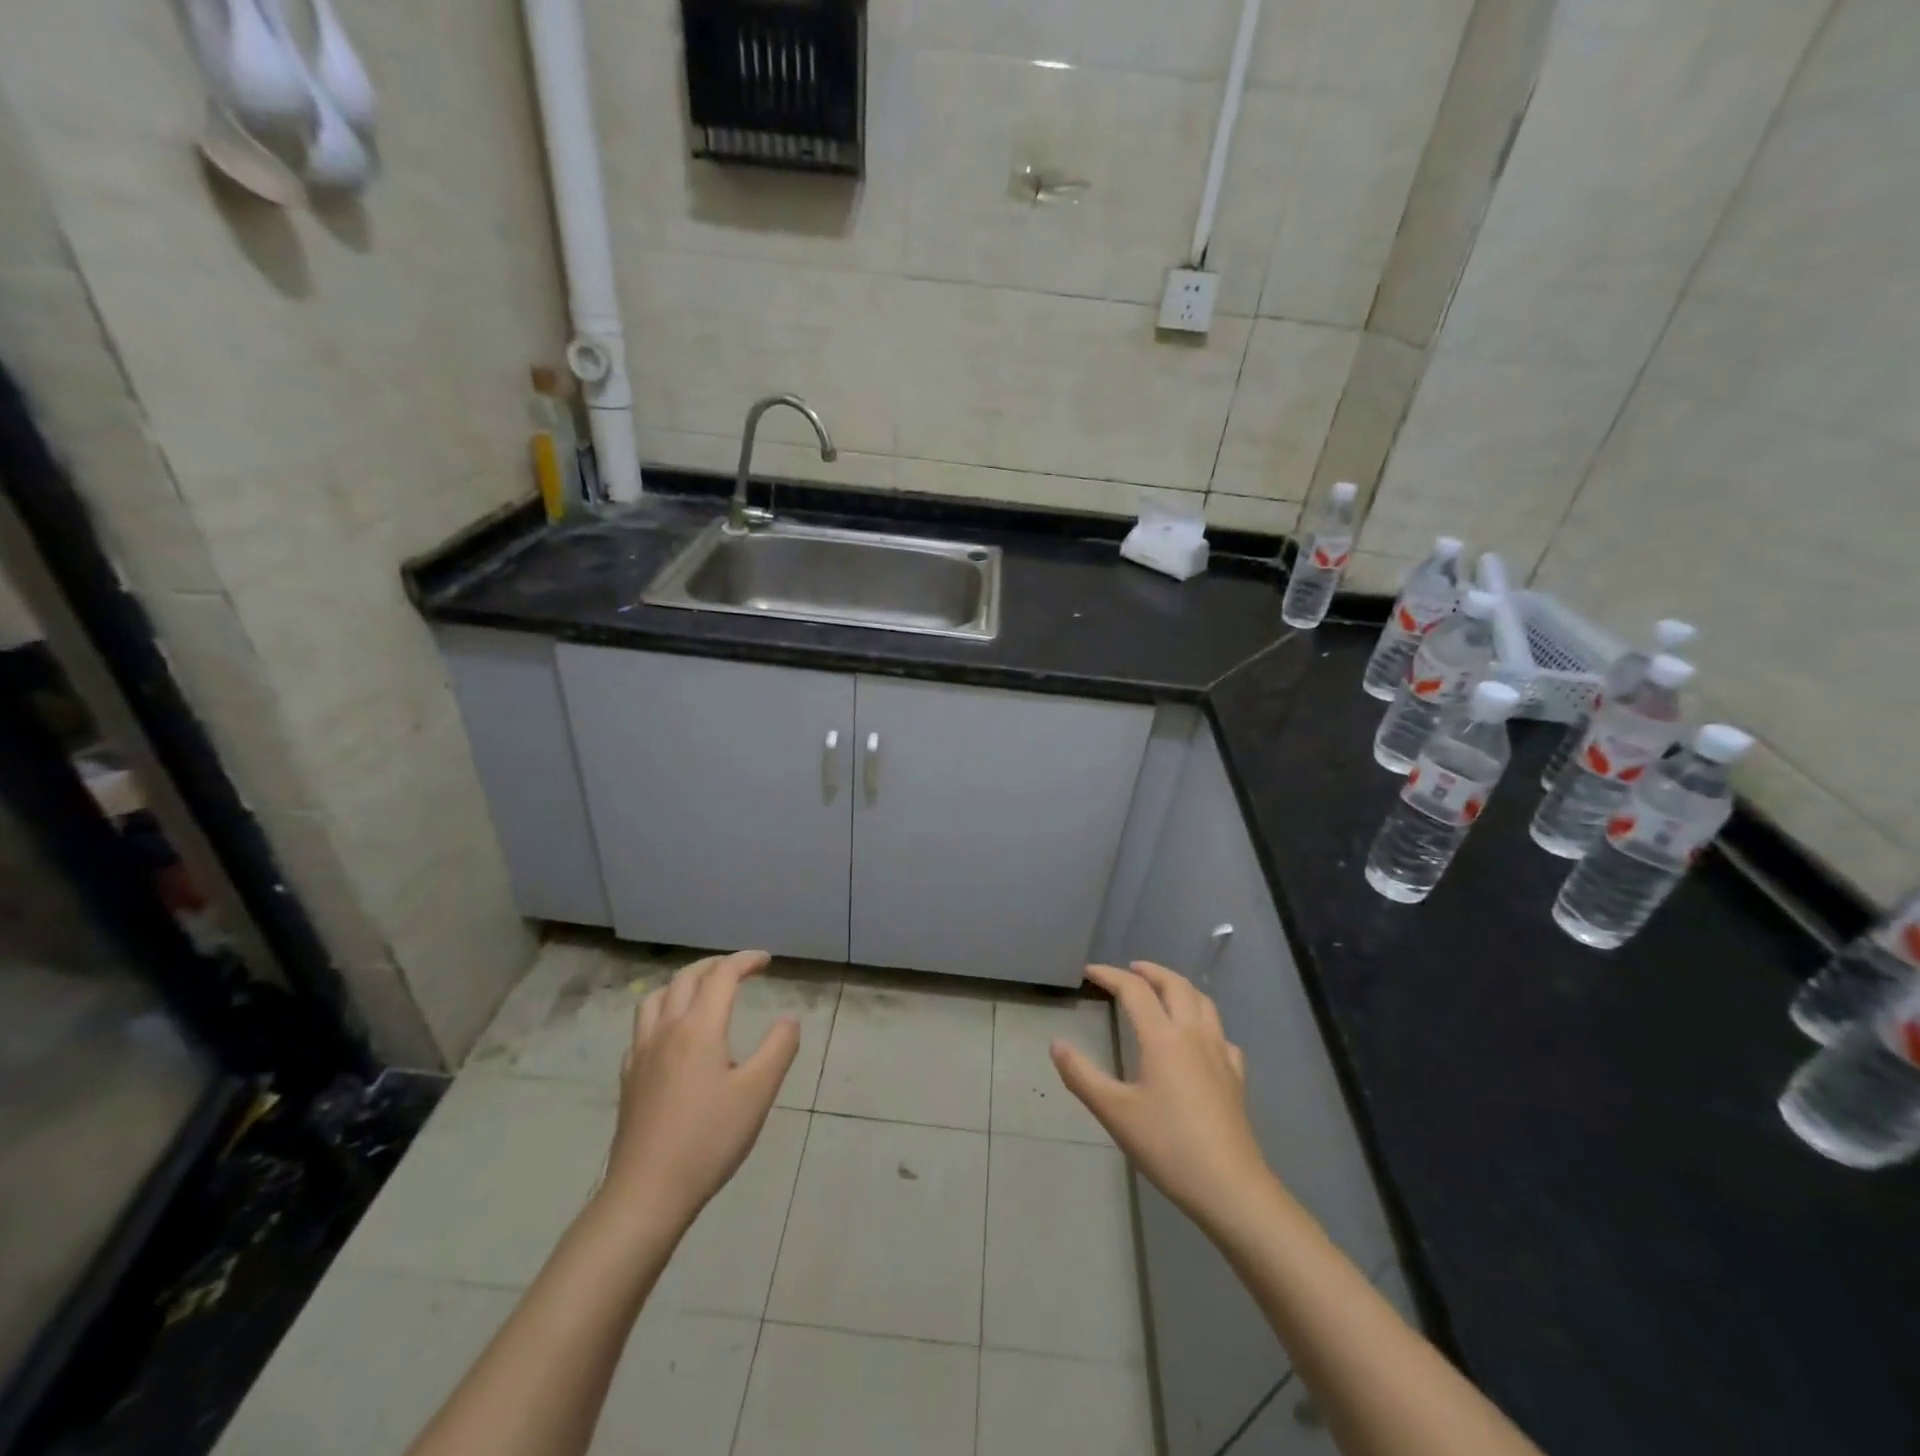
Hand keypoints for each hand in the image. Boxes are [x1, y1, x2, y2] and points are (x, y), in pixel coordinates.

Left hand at [598, 950, 799, 1236]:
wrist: (646, 1193)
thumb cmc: (709, 1140)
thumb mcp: (758, 1092)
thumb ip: (778, 1047)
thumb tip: (789, 1018)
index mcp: (698, 1028)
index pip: (722, 976)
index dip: (745, 961)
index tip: (767, 961)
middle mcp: (666, 1030)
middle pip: (685, 978)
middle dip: (714, 965)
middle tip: (739, 969)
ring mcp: (641, 1054)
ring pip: (656, 998)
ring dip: (683, 983)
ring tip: (702, 990)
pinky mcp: (628, 1079)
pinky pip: (642, 1028)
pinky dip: (661, 1012)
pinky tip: (671, 1034)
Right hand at [1052, 961, 1273, 1227]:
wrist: (1230, 1187)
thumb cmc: (1167, 1146)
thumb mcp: (1114, 1112)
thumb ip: (1081, 1075)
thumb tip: (1056, 1044)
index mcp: (1163, 1037)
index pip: (1134, 990)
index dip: (1110, 975)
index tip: (1089, 972)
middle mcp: (1194, 1035)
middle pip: (1175, 985)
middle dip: (1151, 971)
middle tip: (1130, 969)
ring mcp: (1220, 1054)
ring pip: (1204, 1003)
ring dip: (1180, 987)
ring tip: (1164, 991)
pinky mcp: (1236, 1077)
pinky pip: (1221, 1035)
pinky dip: (1205, 1024)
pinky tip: (1200, 1040)